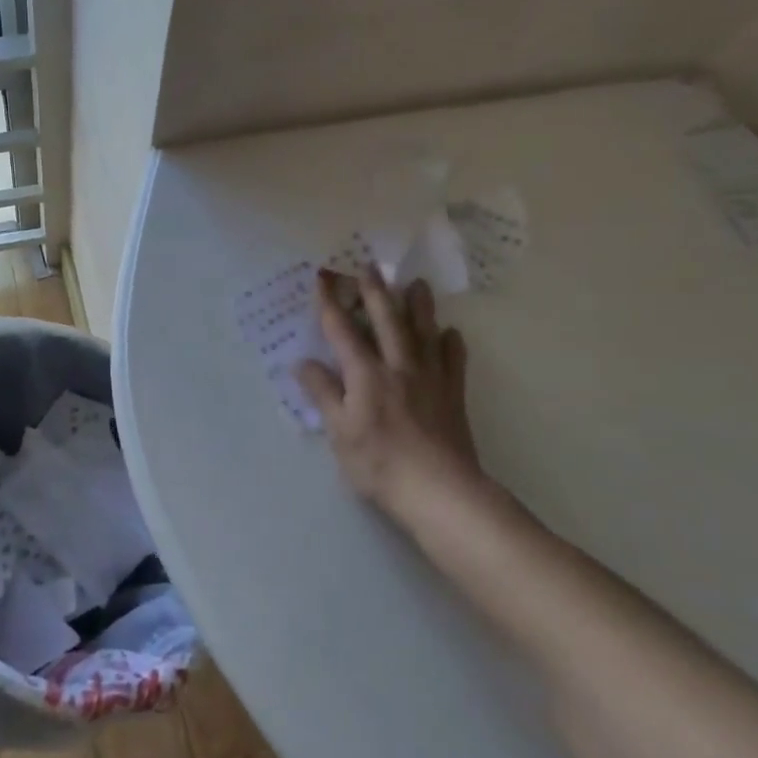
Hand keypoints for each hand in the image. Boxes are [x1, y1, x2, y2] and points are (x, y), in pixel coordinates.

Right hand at [296, 271, 493, 524]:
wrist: (440, 491)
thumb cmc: (380, 464)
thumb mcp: (340, 432)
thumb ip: (324, 394)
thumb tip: (303, 362)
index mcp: (366, 374)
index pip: (343, 331)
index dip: (331, 303)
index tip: (323, 277)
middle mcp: (398, 366)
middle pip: (387, 321)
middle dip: (375, 292)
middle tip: (370, 265)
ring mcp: (430, 378)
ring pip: (424, 332)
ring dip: (418, 306)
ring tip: (417, 284)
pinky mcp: (453, 394)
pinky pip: (453, 361)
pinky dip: (452, 343)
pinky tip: (452, 333)